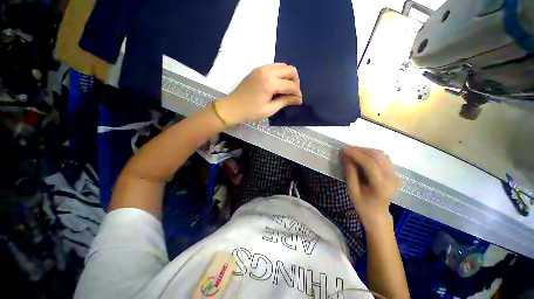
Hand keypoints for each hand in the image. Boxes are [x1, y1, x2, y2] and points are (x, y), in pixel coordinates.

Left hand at [216, 63, 302, 125]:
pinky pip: (274, 67)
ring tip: (286, 90)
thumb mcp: (269, 109)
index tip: (299, 101)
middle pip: (290, 70)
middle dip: (296, 82)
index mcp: (270, 83)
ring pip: (283, 66)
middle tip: (293, 94)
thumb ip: (284, 101)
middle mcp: (267, 71)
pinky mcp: (257, 69)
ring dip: (288, 77)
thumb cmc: (250, 111)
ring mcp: (261, 68)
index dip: (297, 93)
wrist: (232, 107)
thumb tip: (298, 99)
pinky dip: (280, 74)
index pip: (291, 85)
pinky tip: (278, 85)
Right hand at [341, 146, 398, 228]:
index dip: (356, 154)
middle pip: (377, 156)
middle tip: (347, 150)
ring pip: (381, 155)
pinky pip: (383, 158)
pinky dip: (371, 154)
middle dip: (360, 150)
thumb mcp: (352, 190)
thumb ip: (350, 173)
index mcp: (381, 186)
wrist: (377, 214)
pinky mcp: (393, 173)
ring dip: (366, 150)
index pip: (370, 164)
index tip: (344, 150)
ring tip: (353, 151)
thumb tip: (346, 156)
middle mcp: (391, 178)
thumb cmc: (362, 205)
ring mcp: (394, 175)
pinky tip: (362, 155)